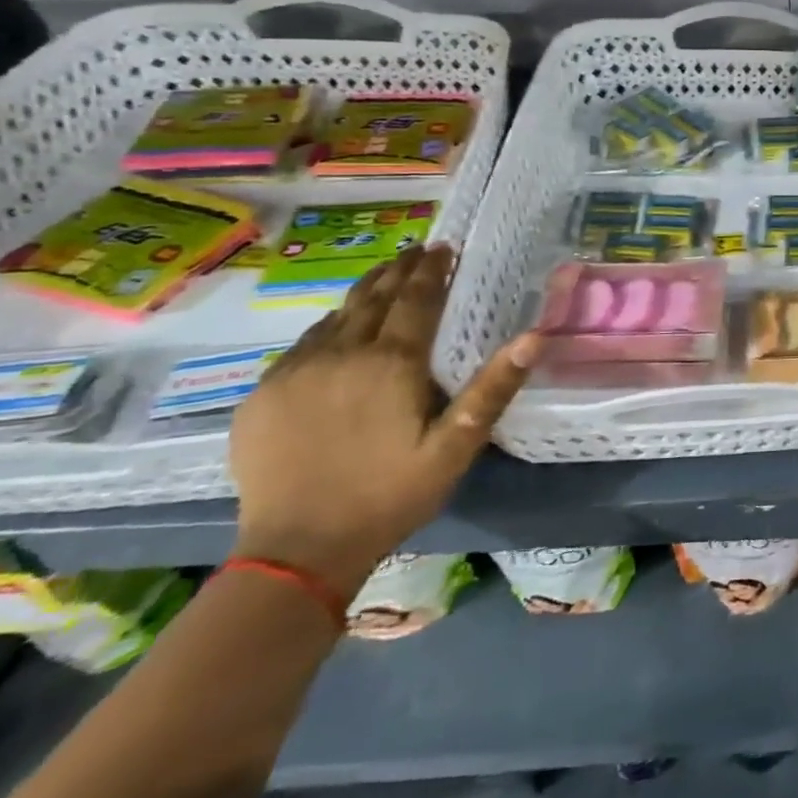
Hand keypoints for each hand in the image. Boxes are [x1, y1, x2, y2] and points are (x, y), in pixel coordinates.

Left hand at [228, 245, 539, 600]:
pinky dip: (329, 325)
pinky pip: (303, 344)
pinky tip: (337, 327)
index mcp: (391, 363)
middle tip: (417, 250)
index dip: (432, 270)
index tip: (443, 248)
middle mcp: (341, 355)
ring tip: (384, 275)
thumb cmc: (391, 495)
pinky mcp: (262, 395)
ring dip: (364, 292)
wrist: (297, 550)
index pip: (416, 299)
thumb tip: (535, 337)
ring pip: (335, 316)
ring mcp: (294, 373)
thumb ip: (493, 388)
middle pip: (373, 298)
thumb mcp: (456, 447)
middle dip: (398, 270)